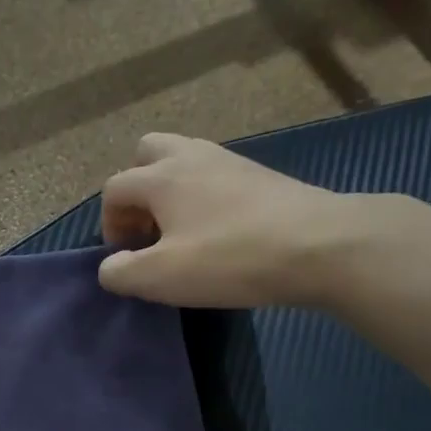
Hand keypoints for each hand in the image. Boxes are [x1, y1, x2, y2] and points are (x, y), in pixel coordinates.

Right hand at [97, 133, 430, 306]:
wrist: (320, 245)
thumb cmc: (230, 258)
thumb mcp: (160, 277)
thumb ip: (120, 272)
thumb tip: (110, 267)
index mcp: (161, 177)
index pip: (114, 188)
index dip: (109, 224)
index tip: (126, 257)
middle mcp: (191, 156)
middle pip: (147, 153)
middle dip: (136, 190)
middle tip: (148, 230)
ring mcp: (230, 161)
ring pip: (183, 160)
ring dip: (169, 191)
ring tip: (179, 232)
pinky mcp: (259, 175)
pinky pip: (213, 175)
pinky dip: (201, 196)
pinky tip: (216, 231)